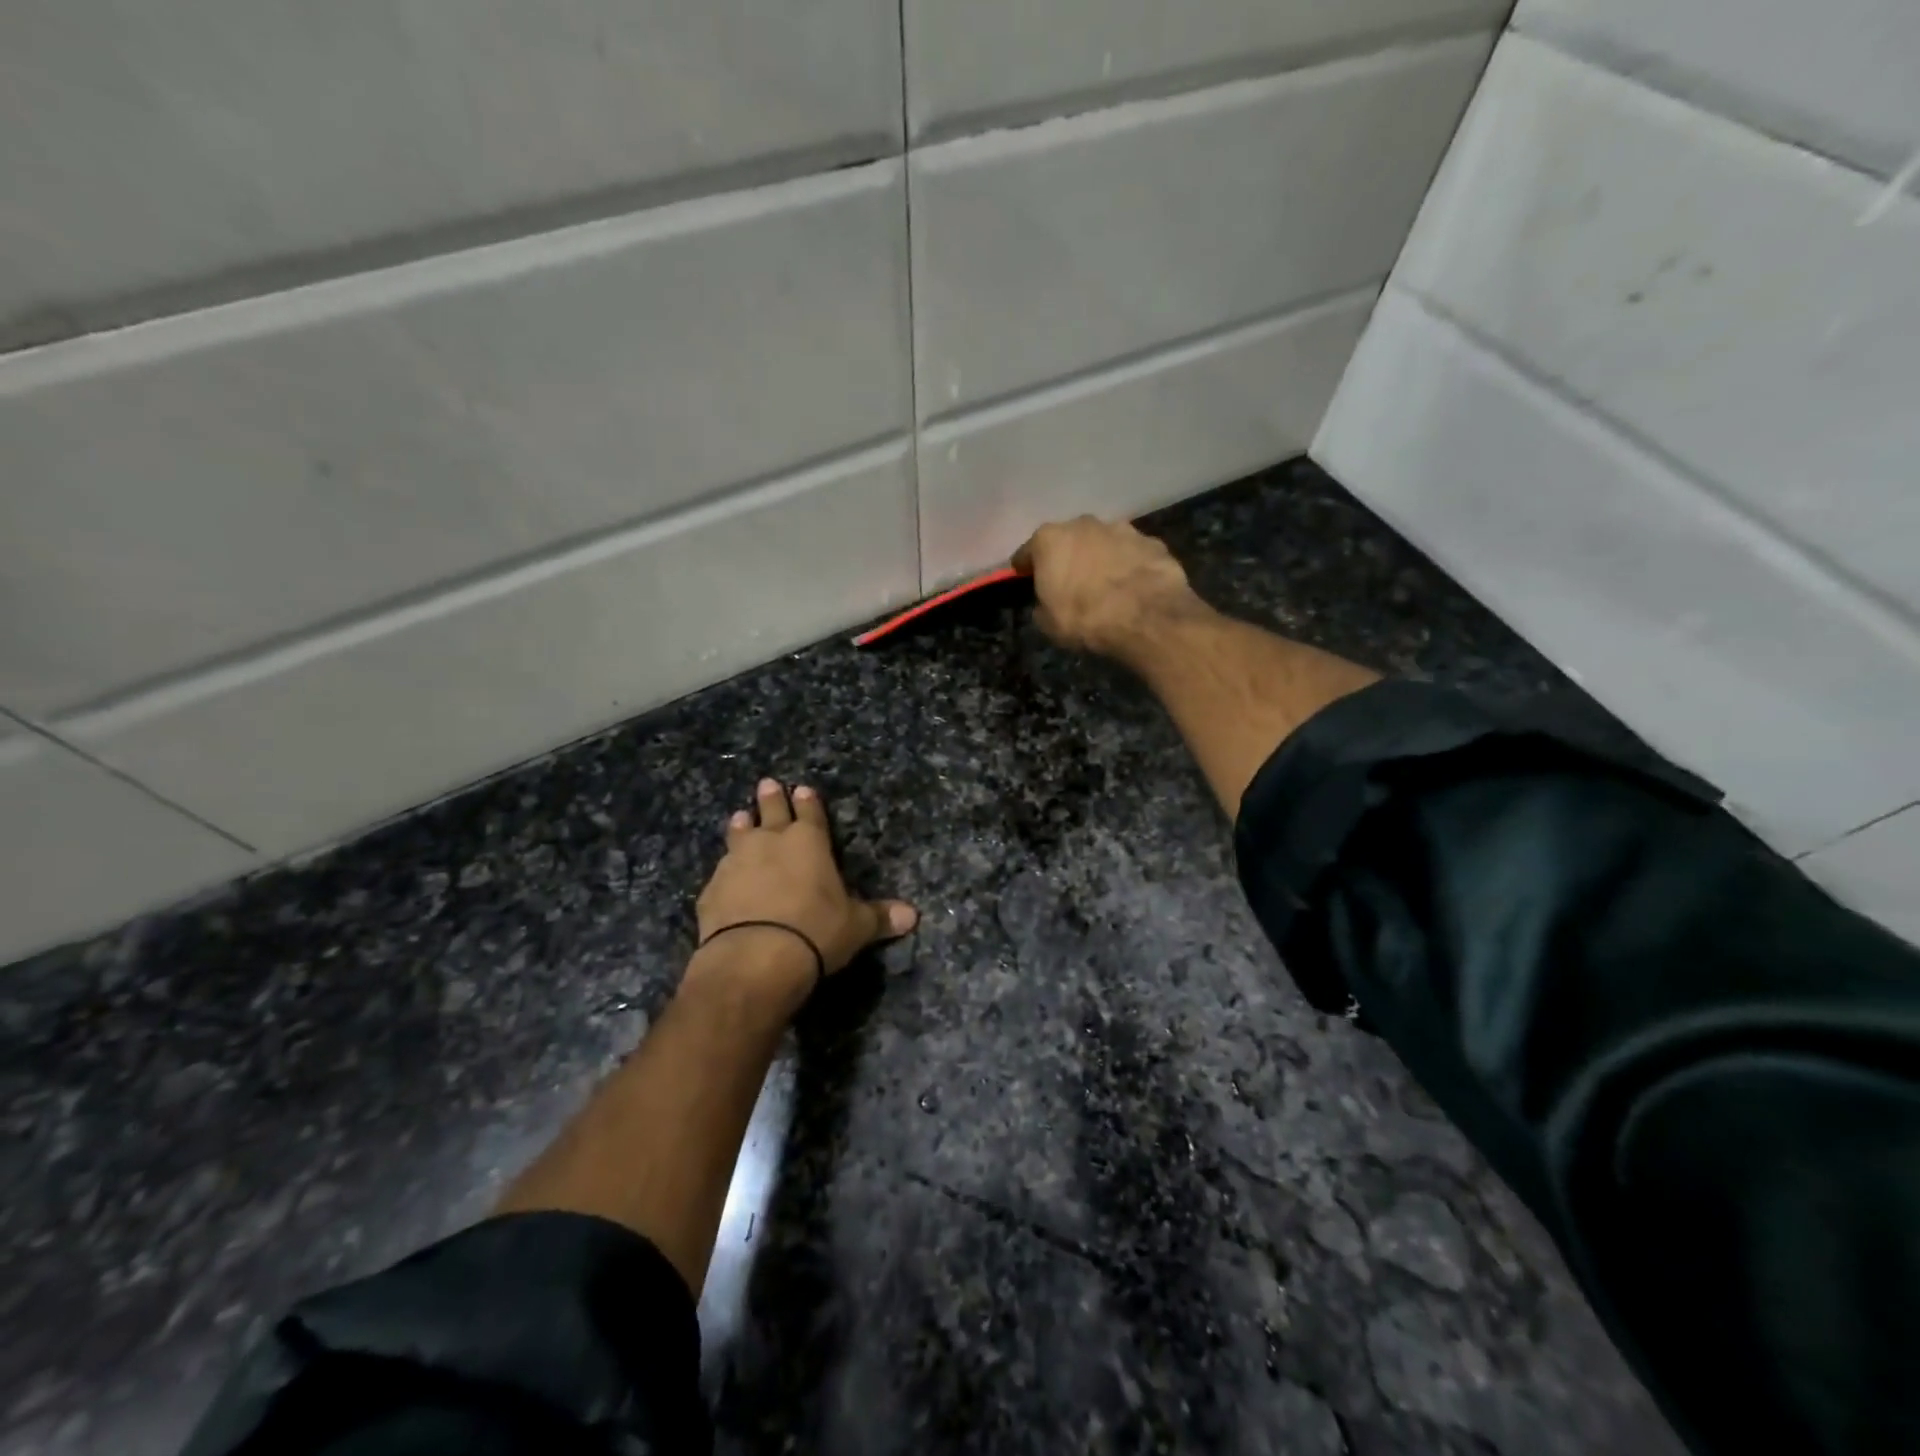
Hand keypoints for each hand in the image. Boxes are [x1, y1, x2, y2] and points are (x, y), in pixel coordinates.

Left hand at [694, 779, 917, 992]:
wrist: (754, 958)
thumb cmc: (815, 932)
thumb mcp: (856, 927)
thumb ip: (880, 917)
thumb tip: (913, 916)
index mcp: (809, 842)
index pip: (810, 813)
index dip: (808, 801)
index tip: (802, 788)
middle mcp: (770, 843)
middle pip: (770, 812)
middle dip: (771, 798)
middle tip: (767, 783)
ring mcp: (736, 863)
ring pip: (738, 835)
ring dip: (740, 826)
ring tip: (739, 817)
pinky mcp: (711, 890)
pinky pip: (720, 874)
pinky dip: (725, 872)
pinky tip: (723, 877)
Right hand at [1012, 516, 1203, 658]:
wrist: (1146, 618)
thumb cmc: (1085, 619)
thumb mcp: (1048, 623)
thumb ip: (1042, 604)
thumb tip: (1048, 602)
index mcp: (1049, 539)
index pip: (1027, 552)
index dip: (1025, 568)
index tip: (1025, 579)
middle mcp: (1083, 524)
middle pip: (1068, 540)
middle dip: (1067, 557)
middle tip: (1070, 582)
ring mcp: (1121, 529)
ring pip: (1103, 542)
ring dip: (1100, 558)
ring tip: (1106, 585)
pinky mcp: (1152, 542)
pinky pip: (1132, 553)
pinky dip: (1129, 565)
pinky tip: (1133, 587)